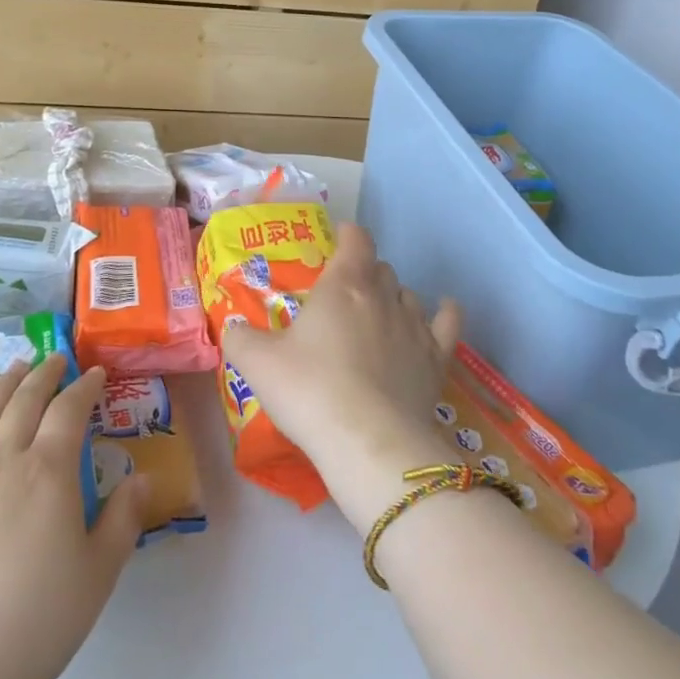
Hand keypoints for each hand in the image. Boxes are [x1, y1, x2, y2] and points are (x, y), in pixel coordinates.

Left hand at [0, 357, 147, 678]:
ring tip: (14, 369)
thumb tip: (143, 477)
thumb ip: (124, 519)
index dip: (84, 387)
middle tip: (55, 359)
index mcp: (49, 473)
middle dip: (44, 375)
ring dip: (2, 386)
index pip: (69, 411)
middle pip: (25, 402)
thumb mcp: (99, 574)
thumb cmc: (36, 621)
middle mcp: (3, 461)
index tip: (94, 374)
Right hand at [222, 222, 462, 529]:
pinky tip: (444, 308)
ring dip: (393, 297)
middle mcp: (383, 295)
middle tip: (343, 294)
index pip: (355, 240)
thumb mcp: (257, 363)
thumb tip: (232, 326)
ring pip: (408, 294)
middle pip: (380, 268)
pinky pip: (447, 324)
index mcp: (343, 284)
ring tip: (378, 314)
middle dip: (364, 273)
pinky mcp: (436, 360)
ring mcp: (414, 327)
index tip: (337, 240)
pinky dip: (446, 313)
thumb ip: (240, 338)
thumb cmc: (309, 390)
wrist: (368, 442)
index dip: (347, 235)